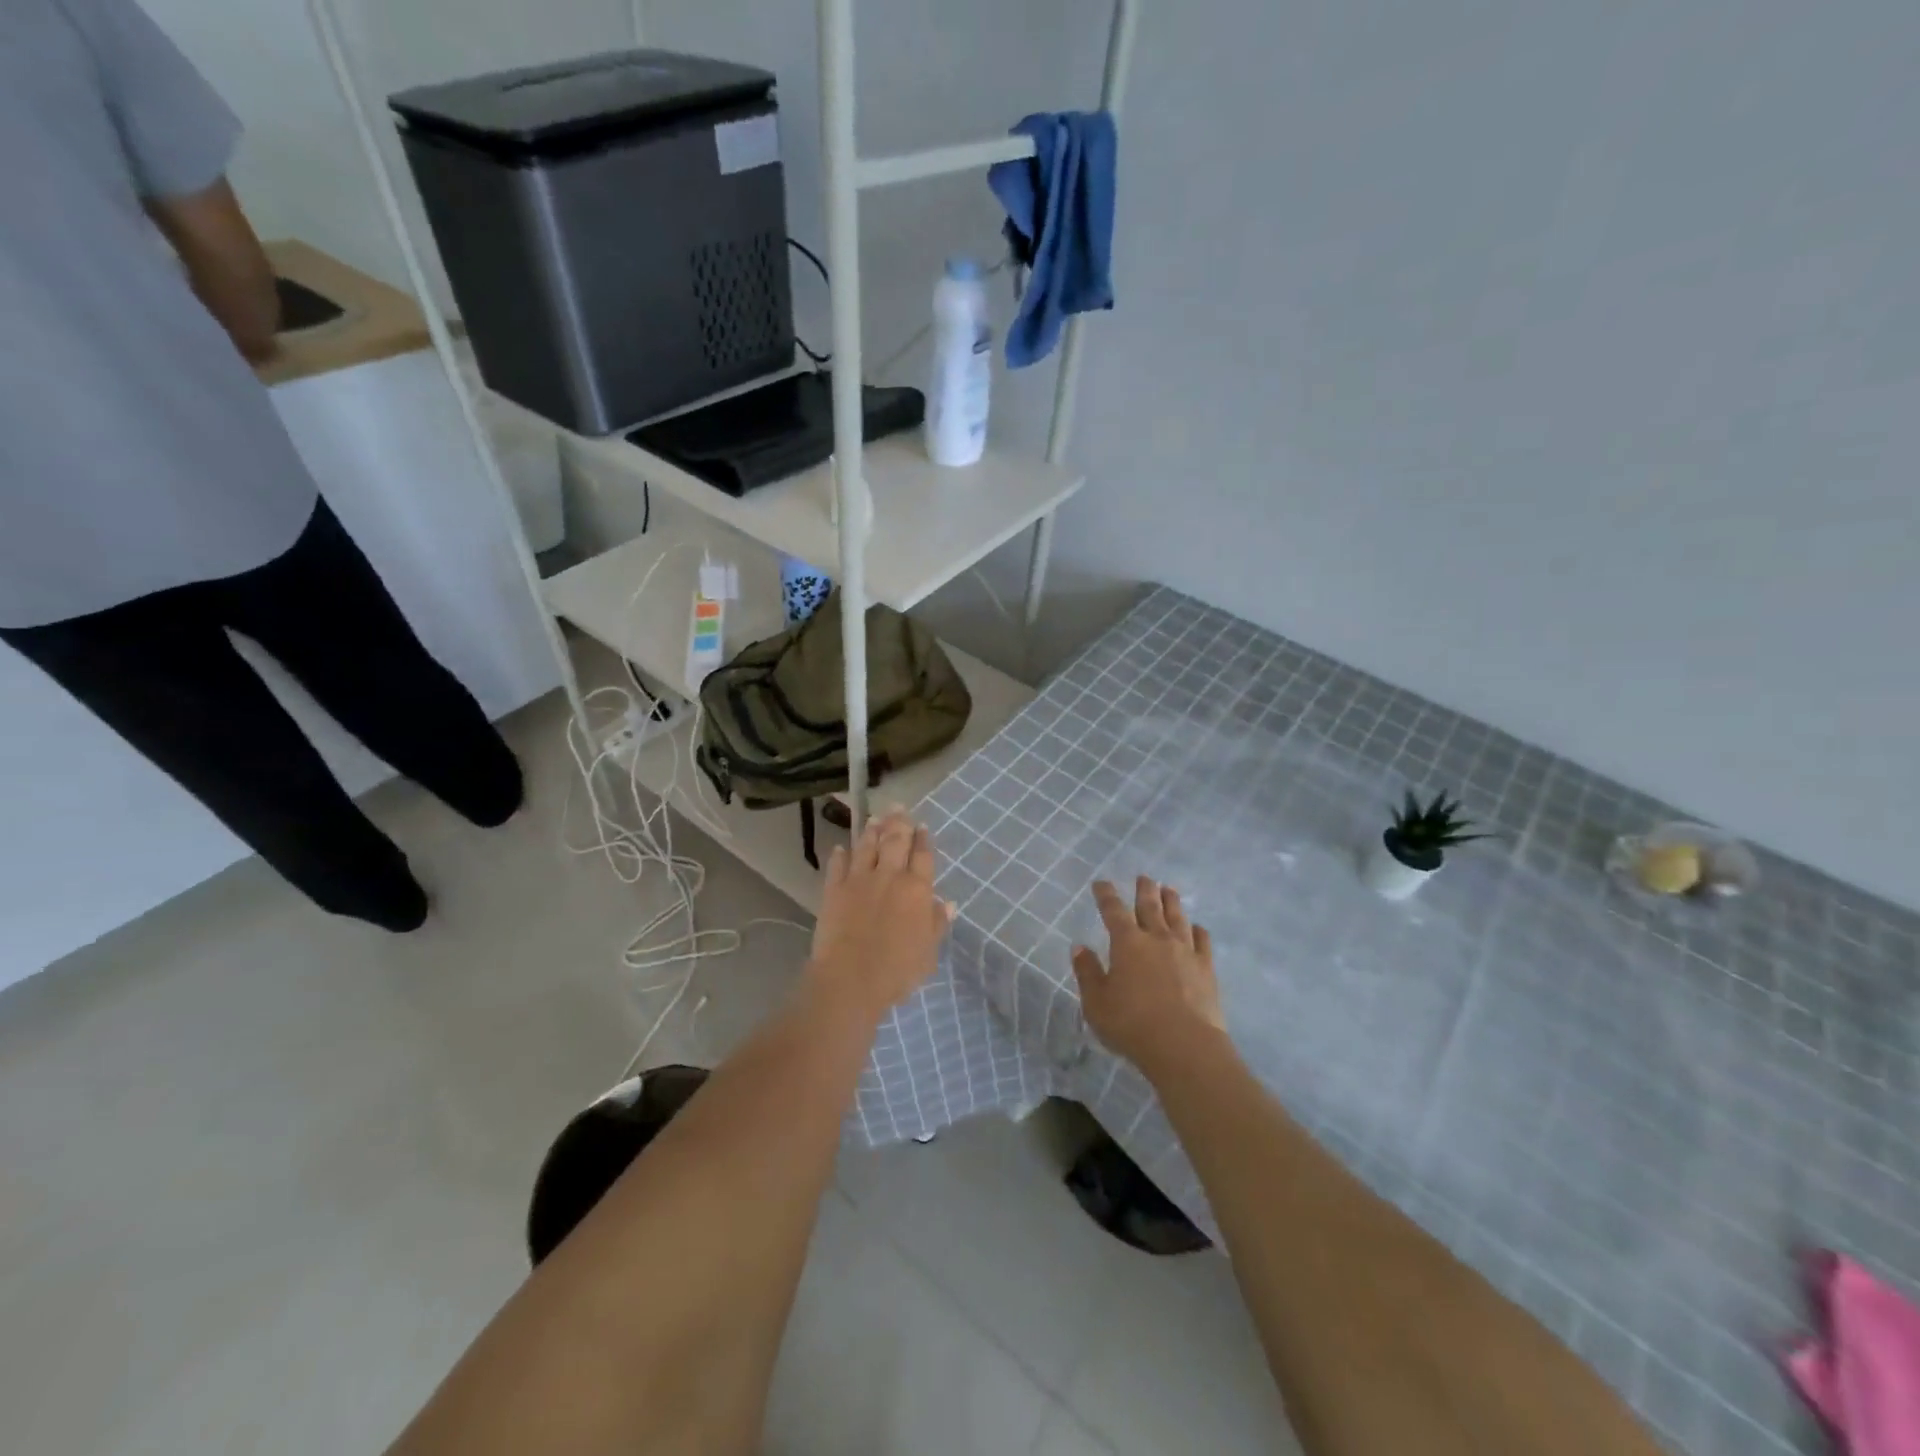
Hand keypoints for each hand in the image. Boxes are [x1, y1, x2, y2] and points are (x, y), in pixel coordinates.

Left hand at [807, 809, 953, 1019]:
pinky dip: (840, 854)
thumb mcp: (928, 952)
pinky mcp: (834, 890)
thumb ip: (936, 924)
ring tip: (875, 817)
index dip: (923, 839)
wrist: (850, 979)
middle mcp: (889, 876)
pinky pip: (837, 865)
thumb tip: (947, 903)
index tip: (922, 826)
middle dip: (899, 822)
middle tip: (899, 807)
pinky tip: (841, 847)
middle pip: (895, 841)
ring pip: (866, 846)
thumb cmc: (897, 970)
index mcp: (917, 889)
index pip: (923, 856)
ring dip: (871, 830)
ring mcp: (859, 880)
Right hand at [1072, 877, 1227, 1078]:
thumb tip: (1079, 947)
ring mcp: (1185, 951)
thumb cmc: (1132, 1024)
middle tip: (1144, 877)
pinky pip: (1202, 941)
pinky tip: (1197, 928)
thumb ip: (1087, 973)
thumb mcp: (1096, 1003)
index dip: (1106, 895)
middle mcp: (1157, 939)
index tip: (1101, 883)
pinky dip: (1198, 931)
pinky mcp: (1206, 969)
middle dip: (1144, 890)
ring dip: (1172, 901)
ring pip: (1177, 918)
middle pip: (1150, 906)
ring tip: (1169, 890)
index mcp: (1127, 943)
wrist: (1184, 1046)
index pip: (1113, 911)